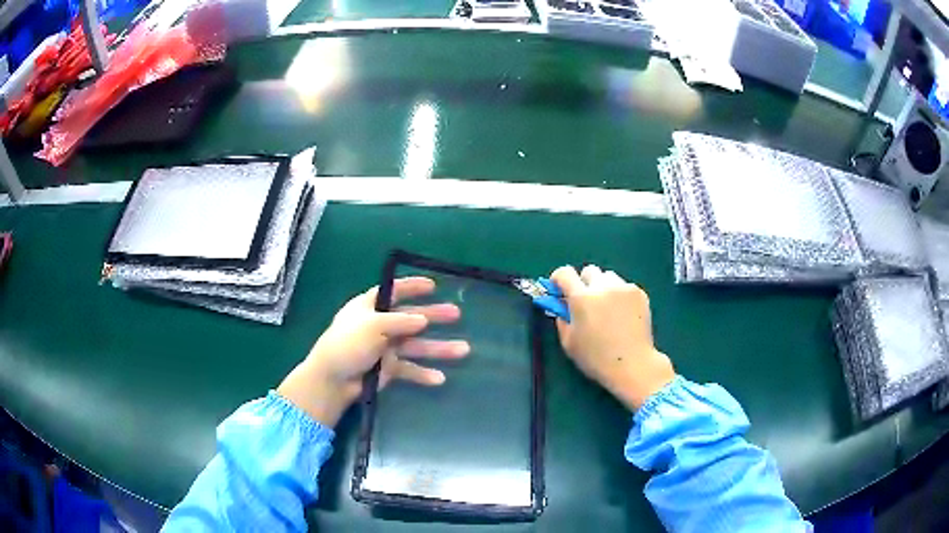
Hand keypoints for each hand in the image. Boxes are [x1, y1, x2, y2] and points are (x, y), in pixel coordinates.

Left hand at [277, 277, 469, 426]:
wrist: (333, 380)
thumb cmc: (348, 344)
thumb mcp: (372, 326)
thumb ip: (400, 321)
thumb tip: (423, 319)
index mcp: (370, 307)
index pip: (393, 292)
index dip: (412, 287)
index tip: (433, 285)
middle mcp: (380, 325)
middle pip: (411, 318)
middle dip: (434, 316)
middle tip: (457, 314)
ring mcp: (385, 348)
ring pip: (416, 345)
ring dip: (438, 348)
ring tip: (464, 350)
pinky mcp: (388, 368)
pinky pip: (410, 369)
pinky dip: (423, 374)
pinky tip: (439, 378)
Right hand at [551, 265, 673, 410]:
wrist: (633, 365)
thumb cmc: (596, 358)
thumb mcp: (569, 342)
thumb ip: (562, 319)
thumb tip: (562, 305)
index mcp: (581, 297)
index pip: (564, 272)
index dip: (559, 279)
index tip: (560, 290)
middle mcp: (602, 286)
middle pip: (589, 271)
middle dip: (584, 283)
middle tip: (586, 303)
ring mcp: (623, 288)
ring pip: (608, 277)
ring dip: (603, 287)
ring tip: (607, 309)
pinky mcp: (639, 293)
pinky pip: (624, 287)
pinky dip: (620, 295)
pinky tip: (623, 315)